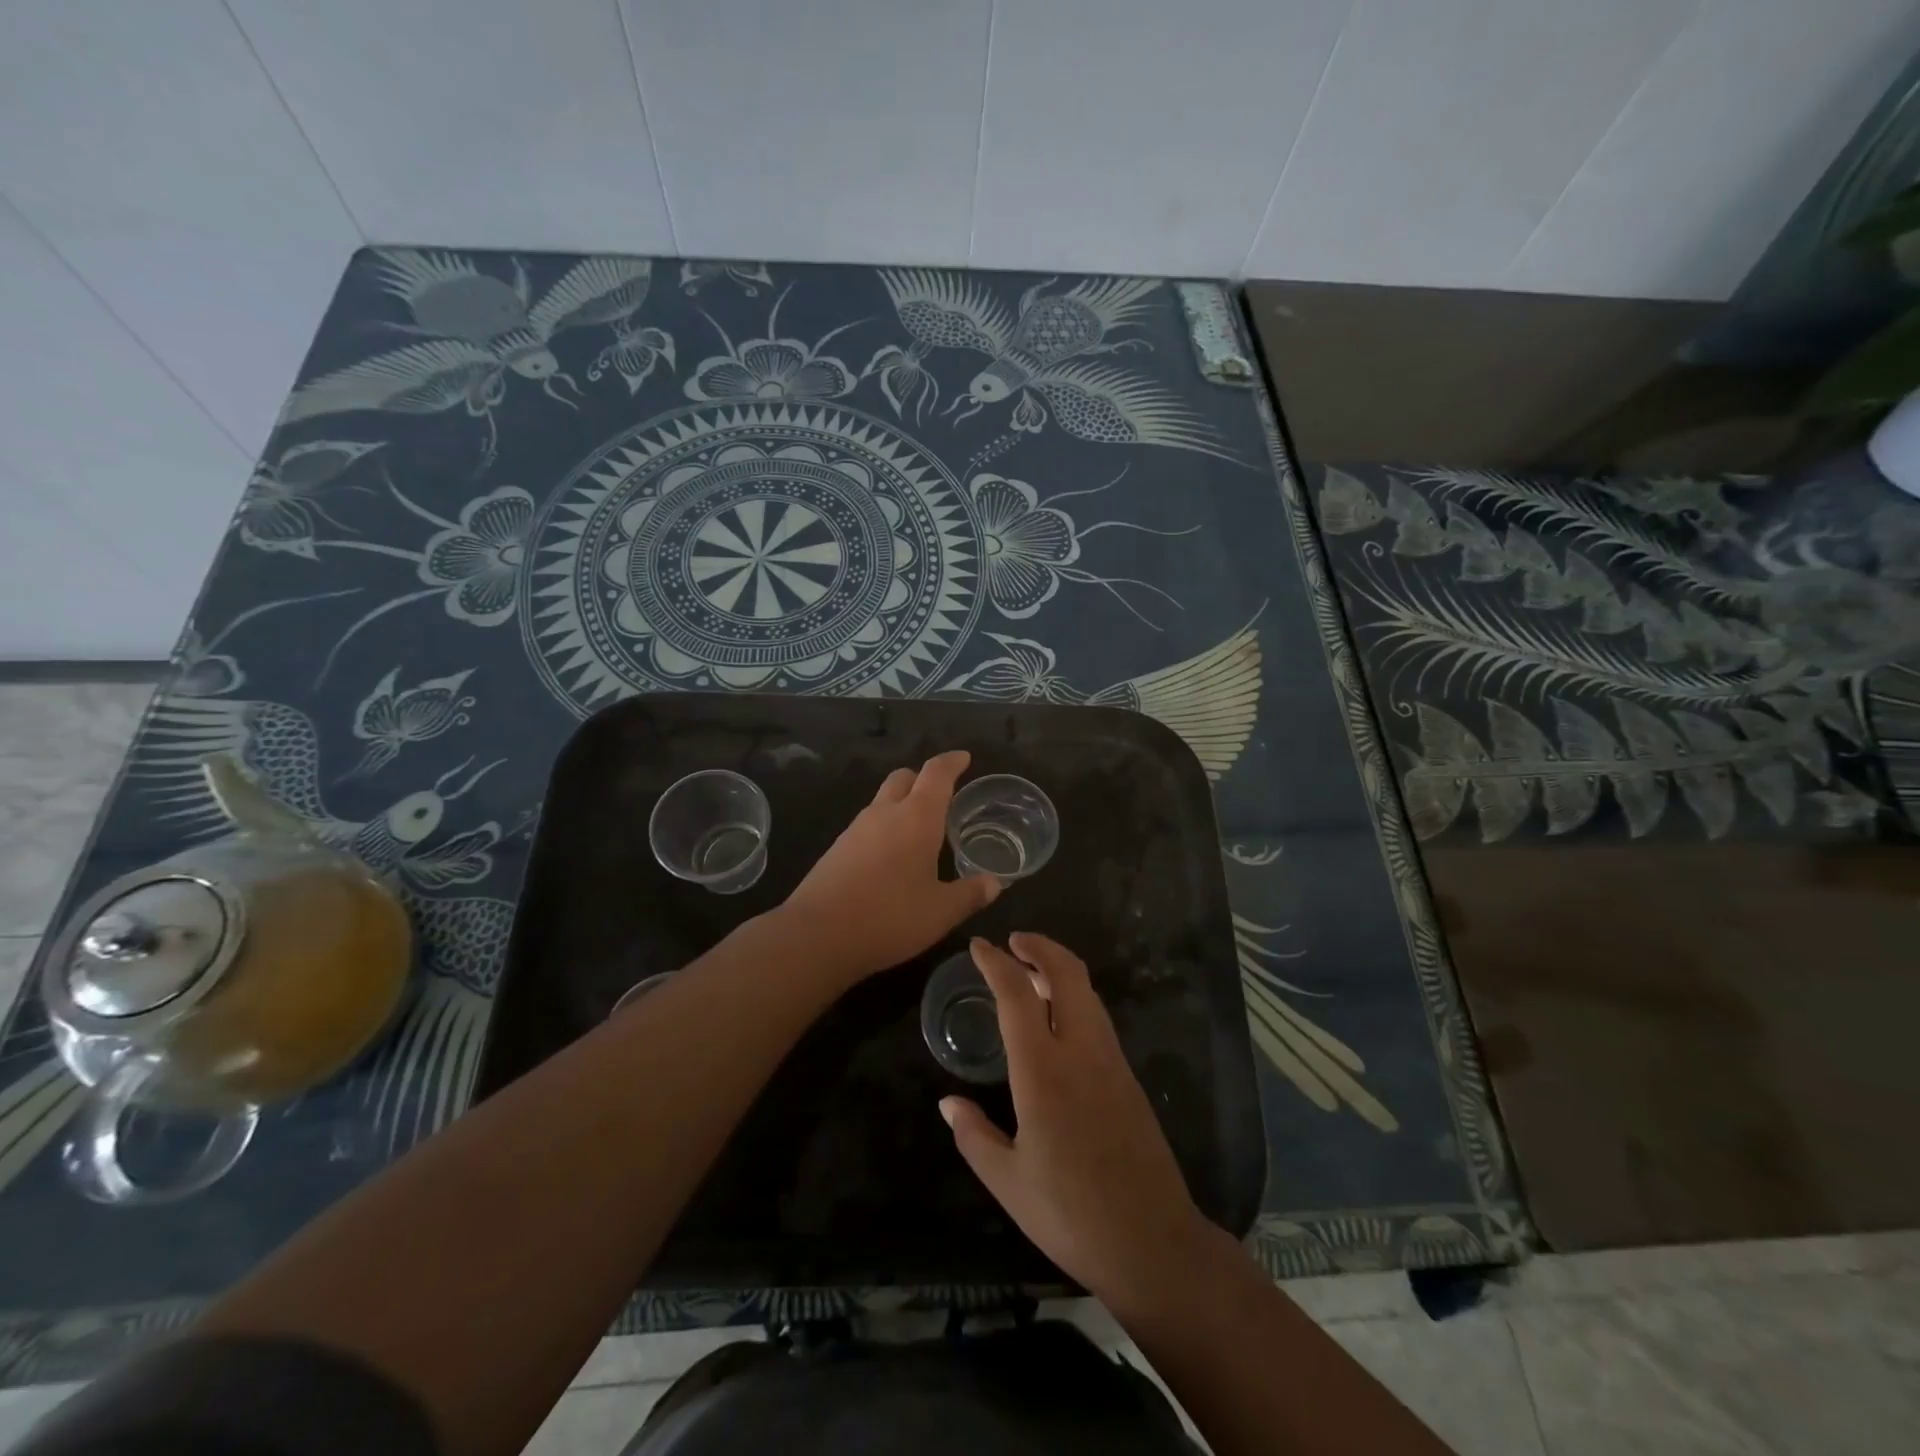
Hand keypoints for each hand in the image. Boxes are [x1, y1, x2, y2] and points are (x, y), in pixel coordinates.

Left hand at [781, 750, 1000, 981]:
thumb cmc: (889, 917)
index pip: (936, 773)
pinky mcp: (837, 849)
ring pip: (882, 800)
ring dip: (901, 804)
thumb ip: (970, 894)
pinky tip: (891, 858)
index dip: (952, 762)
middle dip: (923, 779)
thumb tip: (995, 883)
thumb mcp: (941, 912)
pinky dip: (884, 828)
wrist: (817, 935)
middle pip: (904, 777)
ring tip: (920, 831)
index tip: (964, 758)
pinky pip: (867, 825)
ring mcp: (855, 829)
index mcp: (916, 818)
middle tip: (941, 796)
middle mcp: (884, 813)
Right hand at [940, 933, 1215, 1315]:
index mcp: (1044, 1072)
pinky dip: (1075, 998)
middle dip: (1040, 946)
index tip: (978, 946)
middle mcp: (1082, 1052)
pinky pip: (1099, 1018)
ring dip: (1059, 970)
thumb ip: (974, 1136)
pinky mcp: (1128, 1078)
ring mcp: (1112, 1062)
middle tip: (1013, 941)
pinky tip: (1059, 1019)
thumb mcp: (1007, 1182)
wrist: (1153, 1243)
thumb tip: (948, 1103)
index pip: (1017, 994)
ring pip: (1088, 992)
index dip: (996, 963)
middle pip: (1067, 974)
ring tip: (1031, 974)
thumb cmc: (1070, 1215)